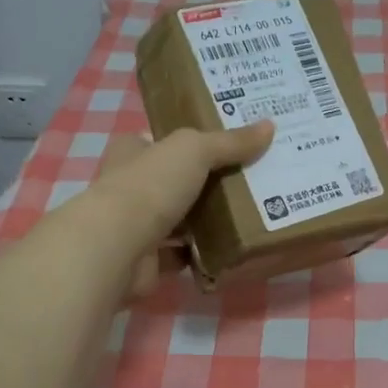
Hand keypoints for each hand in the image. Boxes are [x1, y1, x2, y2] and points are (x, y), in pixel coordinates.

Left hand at [80, 121, 273, 294]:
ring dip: (205, 220)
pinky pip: (181, 255)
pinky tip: (231, 249)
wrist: (118, 247)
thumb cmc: (150, 185)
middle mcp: (130, 186)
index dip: (191, 141)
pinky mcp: (146, 261)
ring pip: (178, 219)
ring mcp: (136, 226)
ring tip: (249, 214)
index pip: (162, 141)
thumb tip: (269, 126)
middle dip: (205, 182)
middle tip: (250, 179)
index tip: (228, 144)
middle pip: (174, 181)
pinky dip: (202, 254)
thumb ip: (229, 142)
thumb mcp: (195, 150)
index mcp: (132, 152)